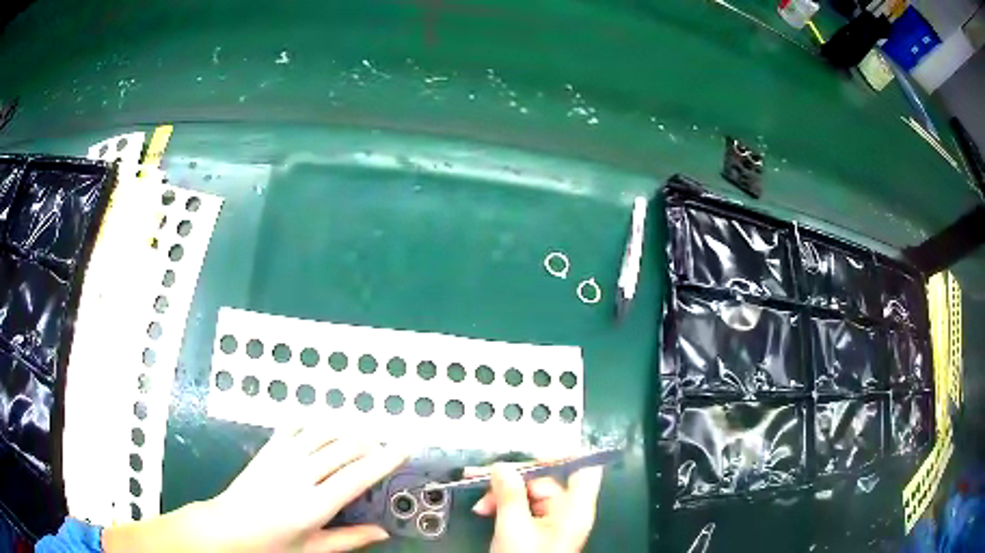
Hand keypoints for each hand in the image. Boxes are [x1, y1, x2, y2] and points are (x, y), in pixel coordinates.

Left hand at [205, 427, 407, 551]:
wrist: (228, 528)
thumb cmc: (273, 545)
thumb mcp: (314, 549)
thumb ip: (350, 539)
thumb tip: (383, 532)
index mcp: (314, 505)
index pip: (357, 477)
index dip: (384, 460)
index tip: (404, 447)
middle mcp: (300, 476)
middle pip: (343, 448)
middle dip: (370, 442)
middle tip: (385, 444)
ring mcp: (281, 458)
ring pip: (322, 432)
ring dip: (346, 429)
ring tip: (361, 435)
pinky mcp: (268, 449)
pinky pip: (295, 426)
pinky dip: (314, 422)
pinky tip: (324, 426)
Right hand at [470, 463, 603, 552]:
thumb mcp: (513, 527)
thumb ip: (509, 494)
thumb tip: (502, 466)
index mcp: (575, 508)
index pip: (584, 468)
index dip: (565, 452)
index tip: (535, 449)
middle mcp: (569, 510)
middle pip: (547, 479)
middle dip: (512, 479)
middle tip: (483, 478)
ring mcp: (554, 520)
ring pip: (530, 493)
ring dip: (502, 494)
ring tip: (480, 504)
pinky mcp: (540, 528)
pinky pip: (524, 506)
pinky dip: (505, 506)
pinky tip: (485, 510)